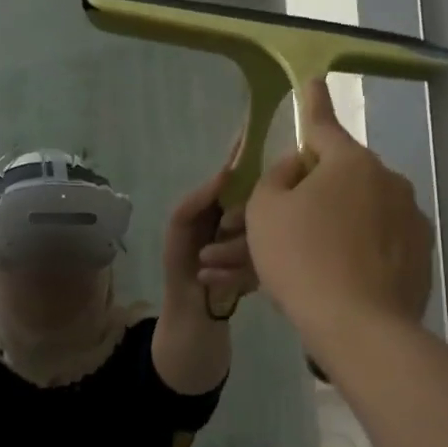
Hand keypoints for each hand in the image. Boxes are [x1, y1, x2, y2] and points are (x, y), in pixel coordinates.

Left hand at [164, 154, 257, 309]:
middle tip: (218, 235)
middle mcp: (245, 218)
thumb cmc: (181, 264)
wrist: (191, 312)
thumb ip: (197, 198)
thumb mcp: (180, 225)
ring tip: (205, 263)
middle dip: (236, 221)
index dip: (243, 156)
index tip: (251, 134)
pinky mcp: (267, 266)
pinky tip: (212, 279)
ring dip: (228, 253)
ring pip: (261, 233)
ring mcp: (259, 242)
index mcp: (224, 204)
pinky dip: (233, 273)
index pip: (238, 175)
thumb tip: (227, 173)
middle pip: (257, 203)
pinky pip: (263, 259)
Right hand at [246, 79, 432, 337]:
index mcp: (350, 162)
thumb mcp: (266, 209)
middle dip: (314, 189)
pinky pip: (380, 241)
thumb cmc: (301, 257)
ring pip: (362, 211)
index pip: (324, 124)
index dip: (313, 102)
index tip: (313, 80)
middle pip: (342, 175)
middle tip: (285, 220)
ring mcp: (411, 219)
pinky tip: (339, 277)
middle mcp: (388, 181)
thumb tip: (300, 166)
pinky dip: (360, 249)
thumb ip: (278, 176)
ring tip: (309, 258)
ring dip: (337, 222)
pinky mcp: (422, 255)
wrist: (358, 326)